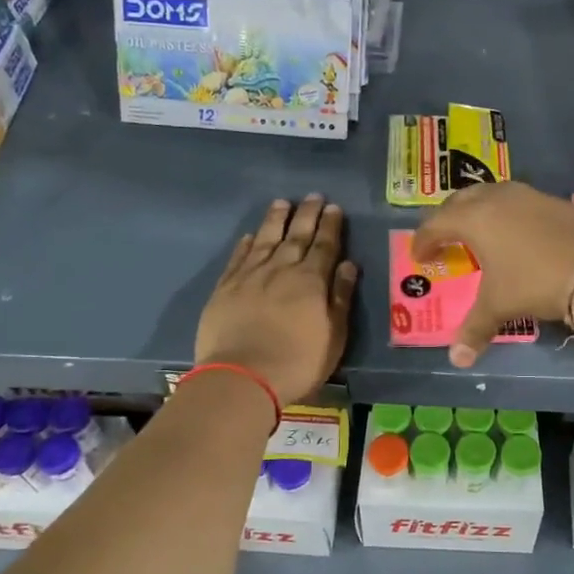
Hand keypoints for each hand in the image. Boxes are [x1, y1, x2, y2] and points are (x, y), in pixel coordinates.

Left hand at [195, 196, 357, 405]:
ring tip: (282, 203)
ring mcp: (250, 276)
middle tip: (314, 196)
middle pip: (296, 235)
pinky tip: (250, 236)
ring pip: (265, 239)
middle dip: (307, 214)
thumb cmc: (298, 362)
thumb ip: (341, 297)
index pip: (325, 245)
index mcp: (311, 280)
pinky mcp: (225, 288)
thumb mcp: (334, 335)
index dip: (330, 226)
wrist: (242, 378)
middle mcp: (281, 269)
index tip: (334, 208)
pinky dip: (246, 244)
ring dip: (275, 220)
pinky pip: (238, 257)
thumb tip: (349, 265)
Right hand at [411, 181, 573, 367]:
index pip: (437, 223)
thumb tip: (457, 359)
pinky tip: (514, 234)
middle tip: (443, 238)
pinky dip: (505, 213)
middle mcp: (498, 199)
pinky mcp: (554, 201)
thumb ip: (475, 329)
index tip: (419, 256)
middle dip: (447, 217)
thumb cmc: (535, 282)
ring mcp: (529, 196)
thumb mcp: (500, 306)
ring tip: (477, 233)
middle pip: (461, 200)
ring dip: (478, 210)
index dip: (424, 240)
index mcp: (476, 218)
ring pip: (491, 194)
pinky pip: (518, 201)